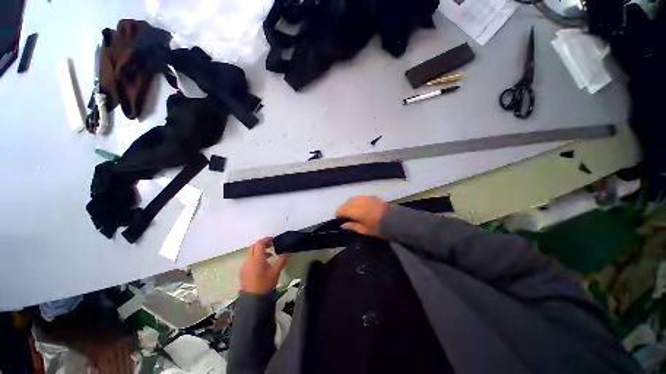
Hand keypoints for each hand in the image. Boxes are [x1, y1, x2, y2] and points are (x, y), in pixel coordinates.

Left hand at [240, 237, 288, 294]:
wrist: (253, 300)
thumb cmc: (265, 284)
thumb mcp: (276, 271)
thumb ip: (282, 260)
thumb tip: (288, 253)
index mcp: (257, 258)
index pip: (260, 244)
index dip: (266, 239)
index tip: (273, 239)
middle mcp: (249, 260)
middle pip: (254, 247)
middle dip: (262, 244)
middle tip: (271, 245)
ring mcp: (244, 266)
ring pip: (251, 253)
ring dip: (259, 251)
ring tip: (269, 255)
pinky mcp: (243, 272)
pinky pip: (249, 260)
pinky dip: (256, 258)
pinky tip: (262, 265)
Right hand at [336, 196, 389, 236]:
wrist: (396, 221)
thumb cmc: (379, 228)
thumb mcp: (365, 230)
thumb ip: (353, 226)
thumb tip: (343, 225)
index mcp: (358, 212)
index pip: (343, 209)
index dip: (339, 213)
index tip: (338, 217)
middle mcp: (360, 203)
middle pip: (347, 203)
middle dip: (343, 208)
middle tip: (343, 215)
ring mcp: (366, 198)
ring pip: (353, 198)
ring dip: (348, 203)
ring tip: (349, 210)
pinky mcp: (371, 197)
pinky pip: (360, 197)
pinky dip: (355, 200)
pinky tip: (357, 205)